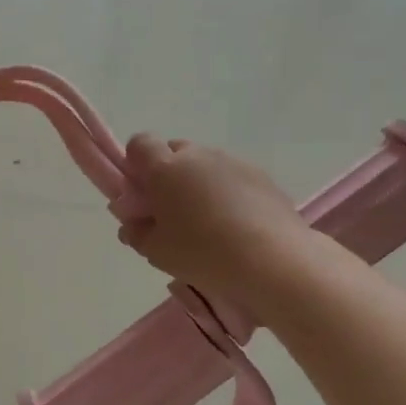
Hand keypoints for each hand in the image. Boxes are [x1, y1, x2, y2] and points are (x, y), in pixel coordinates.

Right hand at [116, 136, 303, 304]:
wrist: (272, 260)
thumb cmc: (202, 253)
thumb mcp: (155, 251)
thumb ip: (136, 231)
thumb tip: (133, 221)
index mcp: (165, 168)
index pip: (140, 144)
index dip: (135, 164)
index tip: (141, 193)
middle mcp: (198, 156)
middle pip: (174, 151)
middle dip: (168, 174)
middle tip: (172, 212)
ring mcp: (233, 162)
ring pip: (205, 165)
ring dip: (199, 184)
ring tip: (208, 223)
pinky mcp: (261, 176)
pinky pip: (232, 177)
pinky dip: (227, 193)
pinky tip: (236, 226)